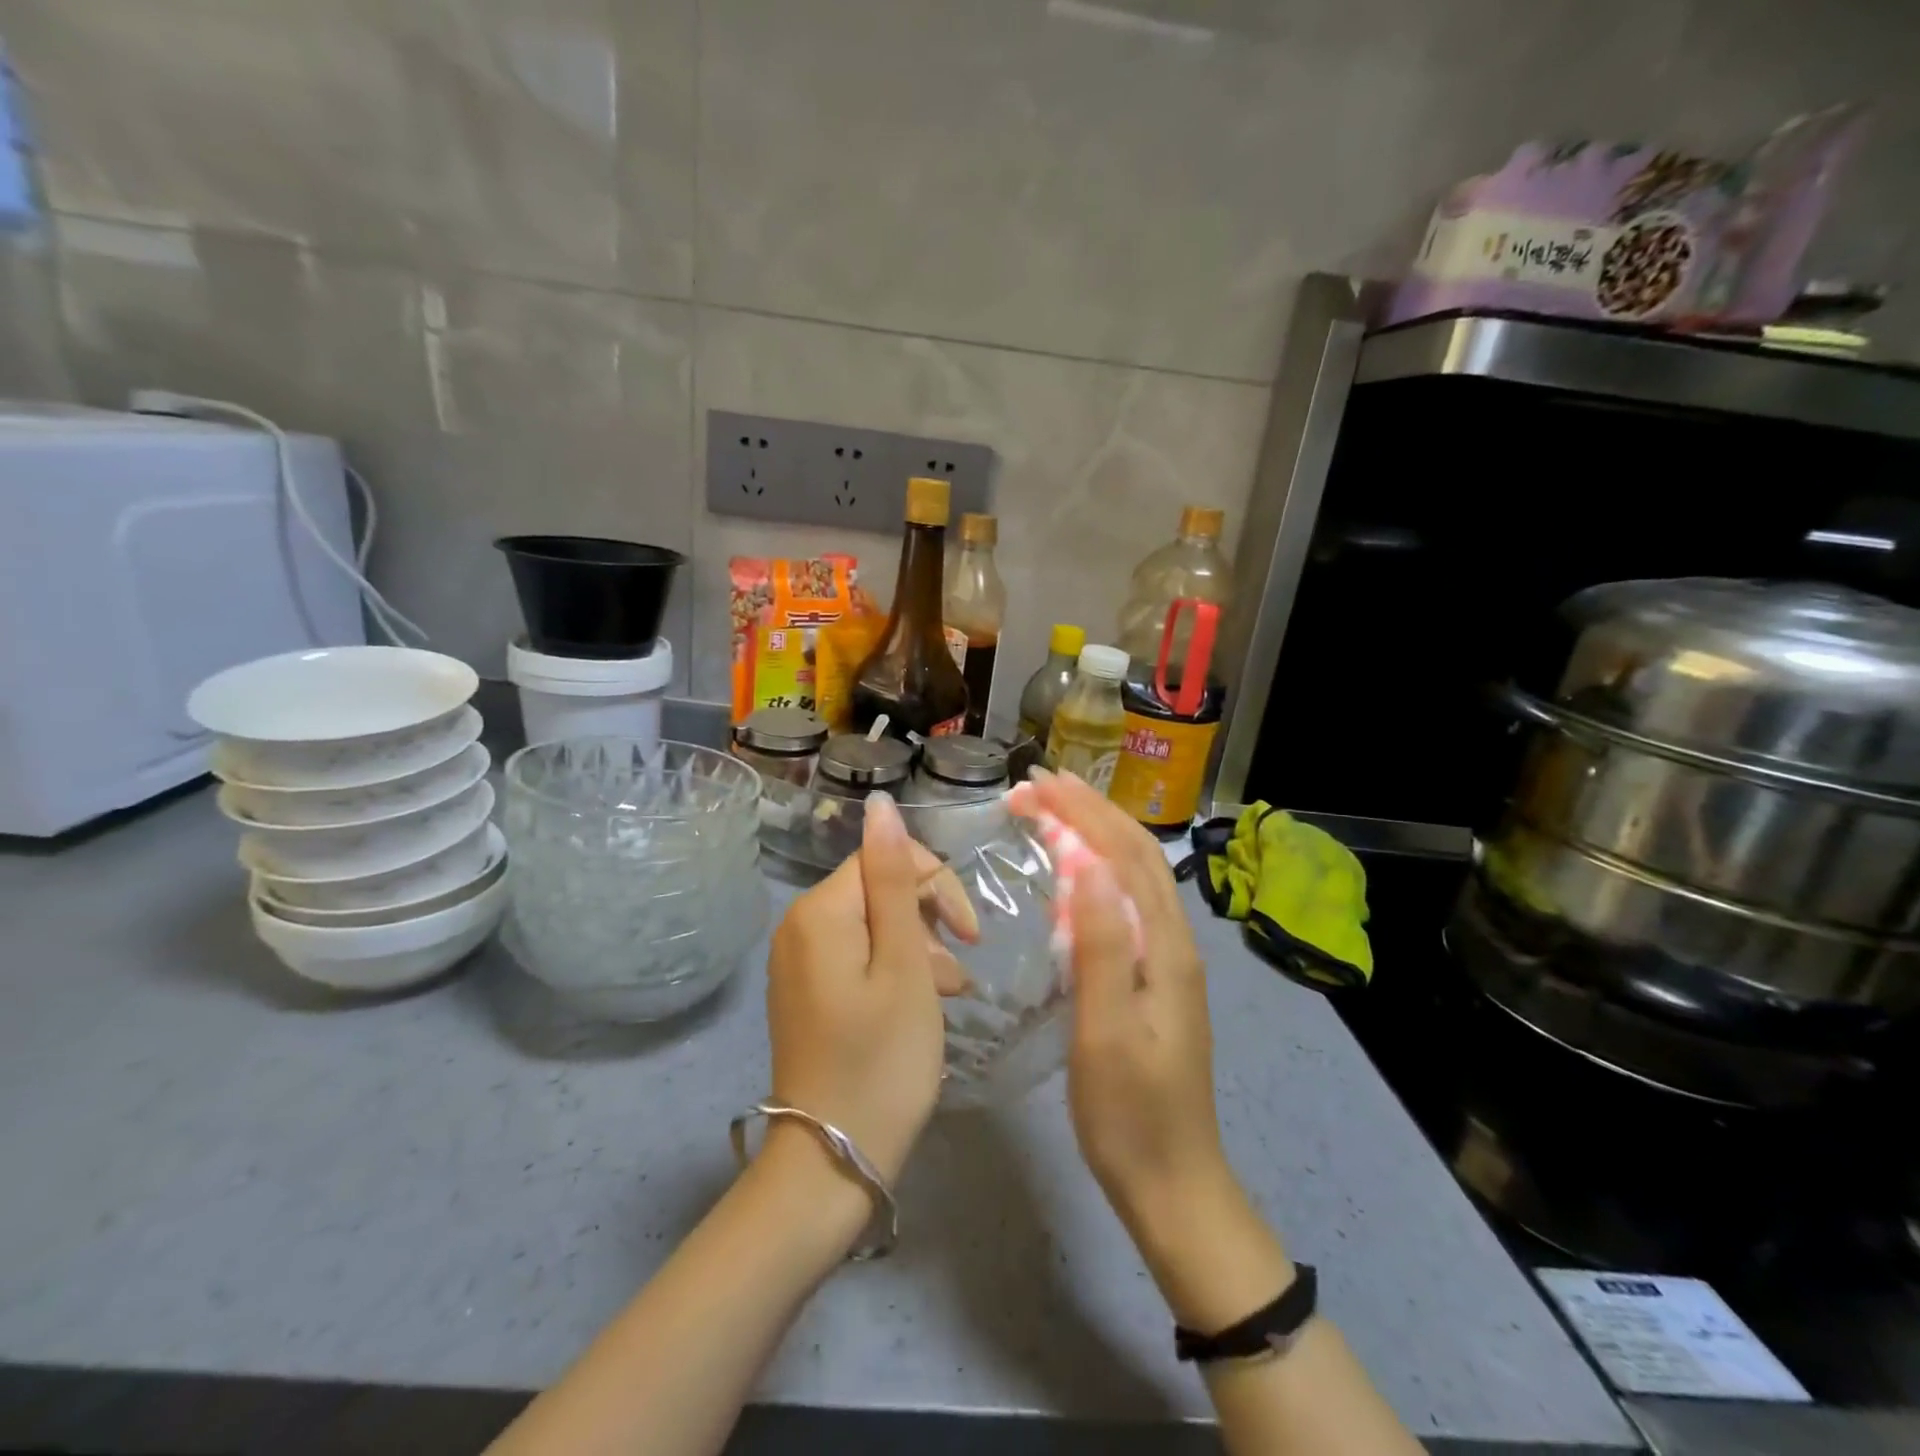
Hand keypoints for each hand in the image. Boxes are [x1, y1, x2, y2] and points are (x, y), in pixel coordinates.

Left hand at [764, 791, 976, 1185]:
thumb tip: (881, 804)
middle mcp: (800, 925)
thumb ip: (895, 880)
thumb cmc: (881, 1061)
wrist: (831, 1164)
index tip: (971, 934)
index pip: (886, 858)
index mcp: (820, 911)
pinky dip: (895, 972)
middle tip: (960, 972)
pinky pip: (859, 958)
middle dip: (929, 918)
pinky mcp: (808, 992)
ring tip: (950, 995)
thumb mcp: (904, 965)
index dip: (936, 886)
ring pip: (875, 926)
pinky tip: (925, 1005)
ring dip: (920, 949)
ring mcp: (800, 961)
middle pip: (879, 890)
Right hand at [1010, 771, 1229, 1232]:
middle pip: (1134, 853)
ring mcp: (1167, 959)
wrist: (1173, 1183)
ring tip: (1054, 808)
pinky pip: (1127, 902)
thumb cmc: (1130, 1112)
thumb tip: (1085, 862)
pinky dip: (1099, 868)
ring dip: (1096, 832)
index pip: (1123, 854)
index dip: (1081, 811)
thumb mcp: (1108, 1031)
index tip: (1036, 781)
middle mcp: (1172, 940)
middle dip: (1088, 809)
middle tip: (1037, 783)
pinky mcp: (1154, 977)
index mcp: (1163, 946)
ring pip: (1134, 874)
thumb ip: (1101, 945)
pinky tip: (1075, 873)